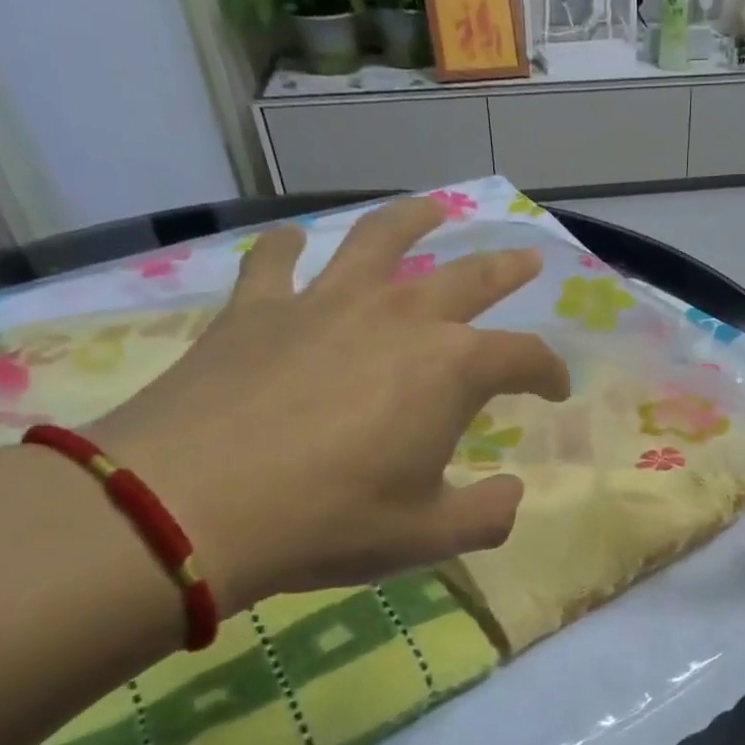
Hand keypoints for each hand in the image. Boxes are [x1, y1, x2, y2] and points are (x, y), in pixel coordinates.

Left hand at [90, 196, 569, 608]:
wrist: (188, 506)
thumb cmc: (327, 521)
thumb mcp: (427, 536)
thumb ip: (487, 515)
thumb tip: (512, 494)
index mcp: (450, 369)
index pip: (524, 356)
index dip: (550, 371)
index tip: (557, 390)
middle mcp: (398, 318)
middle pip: (468, 278)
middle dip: (505, 269)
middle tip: (527, 258)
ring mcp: (324, 303)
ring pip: (379, 240)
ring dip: (413, 220)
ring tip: (433, 208)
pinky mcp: (256, 309)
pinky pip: (274, 260)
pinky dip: (286, 246)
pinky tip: (290, 241)